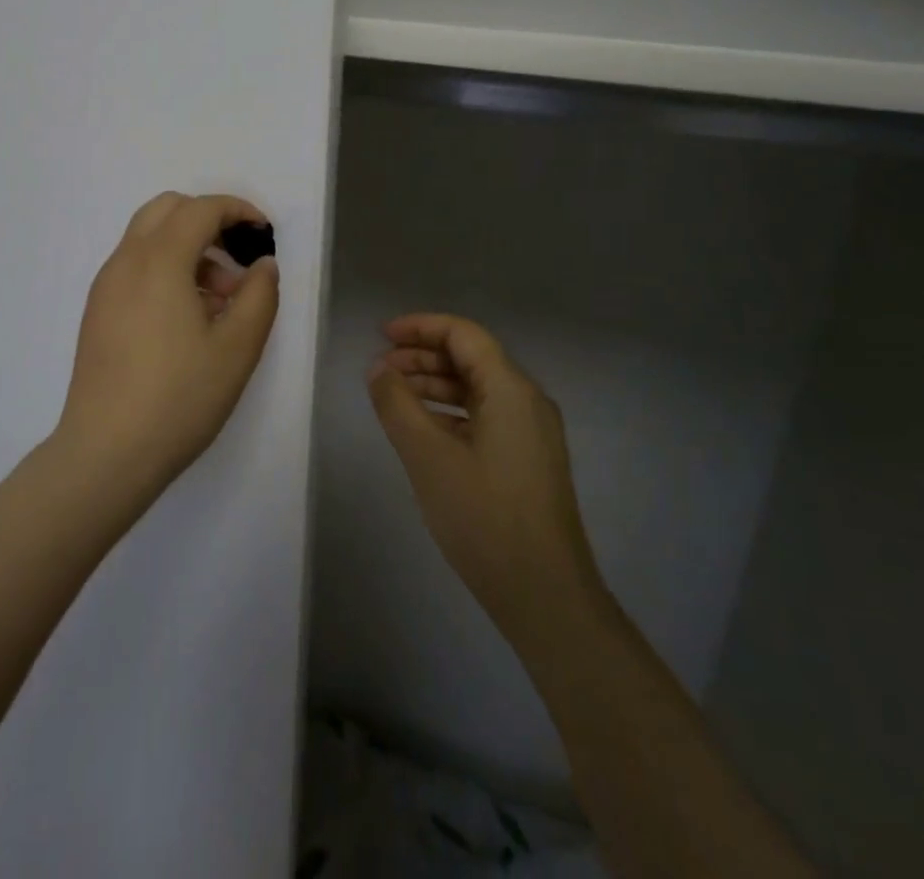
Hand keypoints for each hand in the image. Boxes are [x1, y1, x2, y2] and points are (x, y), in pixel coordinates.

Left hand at [58, 192, 280, 493]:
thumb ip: (259, 296)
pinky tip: (187, 318)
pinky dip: (166, 269)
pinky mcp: (97, 311)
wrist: (106, 453)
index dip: (237, 210)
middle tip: (237, 260)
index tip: (263, 233)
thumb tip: (262, 265)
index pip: (200, 209)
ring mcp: (106, 286)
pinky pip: (135, 267)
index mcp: (159, 260)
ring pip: (148, 238)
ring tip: (219, 301)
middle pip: (167, 210)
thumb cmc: (179, 397)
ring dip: (187, 247)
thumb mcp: (237, 348)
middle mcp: (125, 261)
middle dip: (208, 220)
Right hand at [367, 314, 598, 646]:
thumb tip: (378, 369)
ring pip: (476, 389)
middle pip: (471, 358)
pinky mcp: (527, 460)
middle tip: (380, 368)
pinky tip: (421, 430)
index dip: (420, 326)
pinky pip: (484, 417)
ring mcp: (531, 433)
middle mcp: (527, 401)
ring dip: (434, 385)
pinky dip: (449, 412)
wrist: (545, 596)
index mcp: (510, 389)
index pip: (463, 334)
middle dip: (422, 356)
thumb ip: (397, 404)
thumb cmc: (485, 517)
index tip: (381, 335)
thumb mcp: (428, 456)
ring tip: (392, 396)